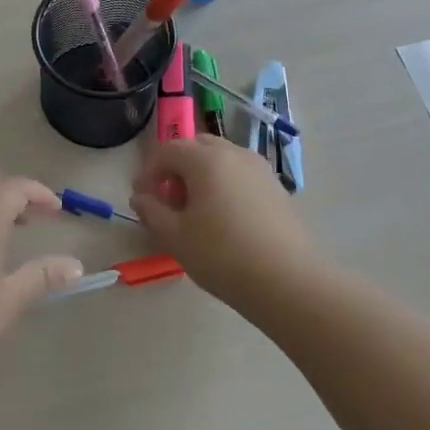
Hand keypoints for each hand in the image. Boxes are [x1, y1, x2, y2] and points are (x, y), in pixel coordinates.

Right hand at [129, 136, 319, 306]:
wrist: (289, 282)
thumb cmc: (223, 256)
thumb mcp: (175, 237)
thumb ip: (151, 212)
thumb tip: (140, 198)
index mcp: (206, 160)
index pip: (168, 150)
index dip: (149, 171)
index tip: (143, 197)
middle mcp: (234, 154)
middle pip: (197, 147)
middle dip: (177, 167)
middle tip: (169, 200)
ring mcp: (260, 169)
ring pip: (222, 159)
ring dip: (202, 175)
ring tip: (197, 211)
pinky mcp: (277, 189)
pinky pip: (241, 175)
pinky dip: (225, 185)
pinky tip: (225, 219)